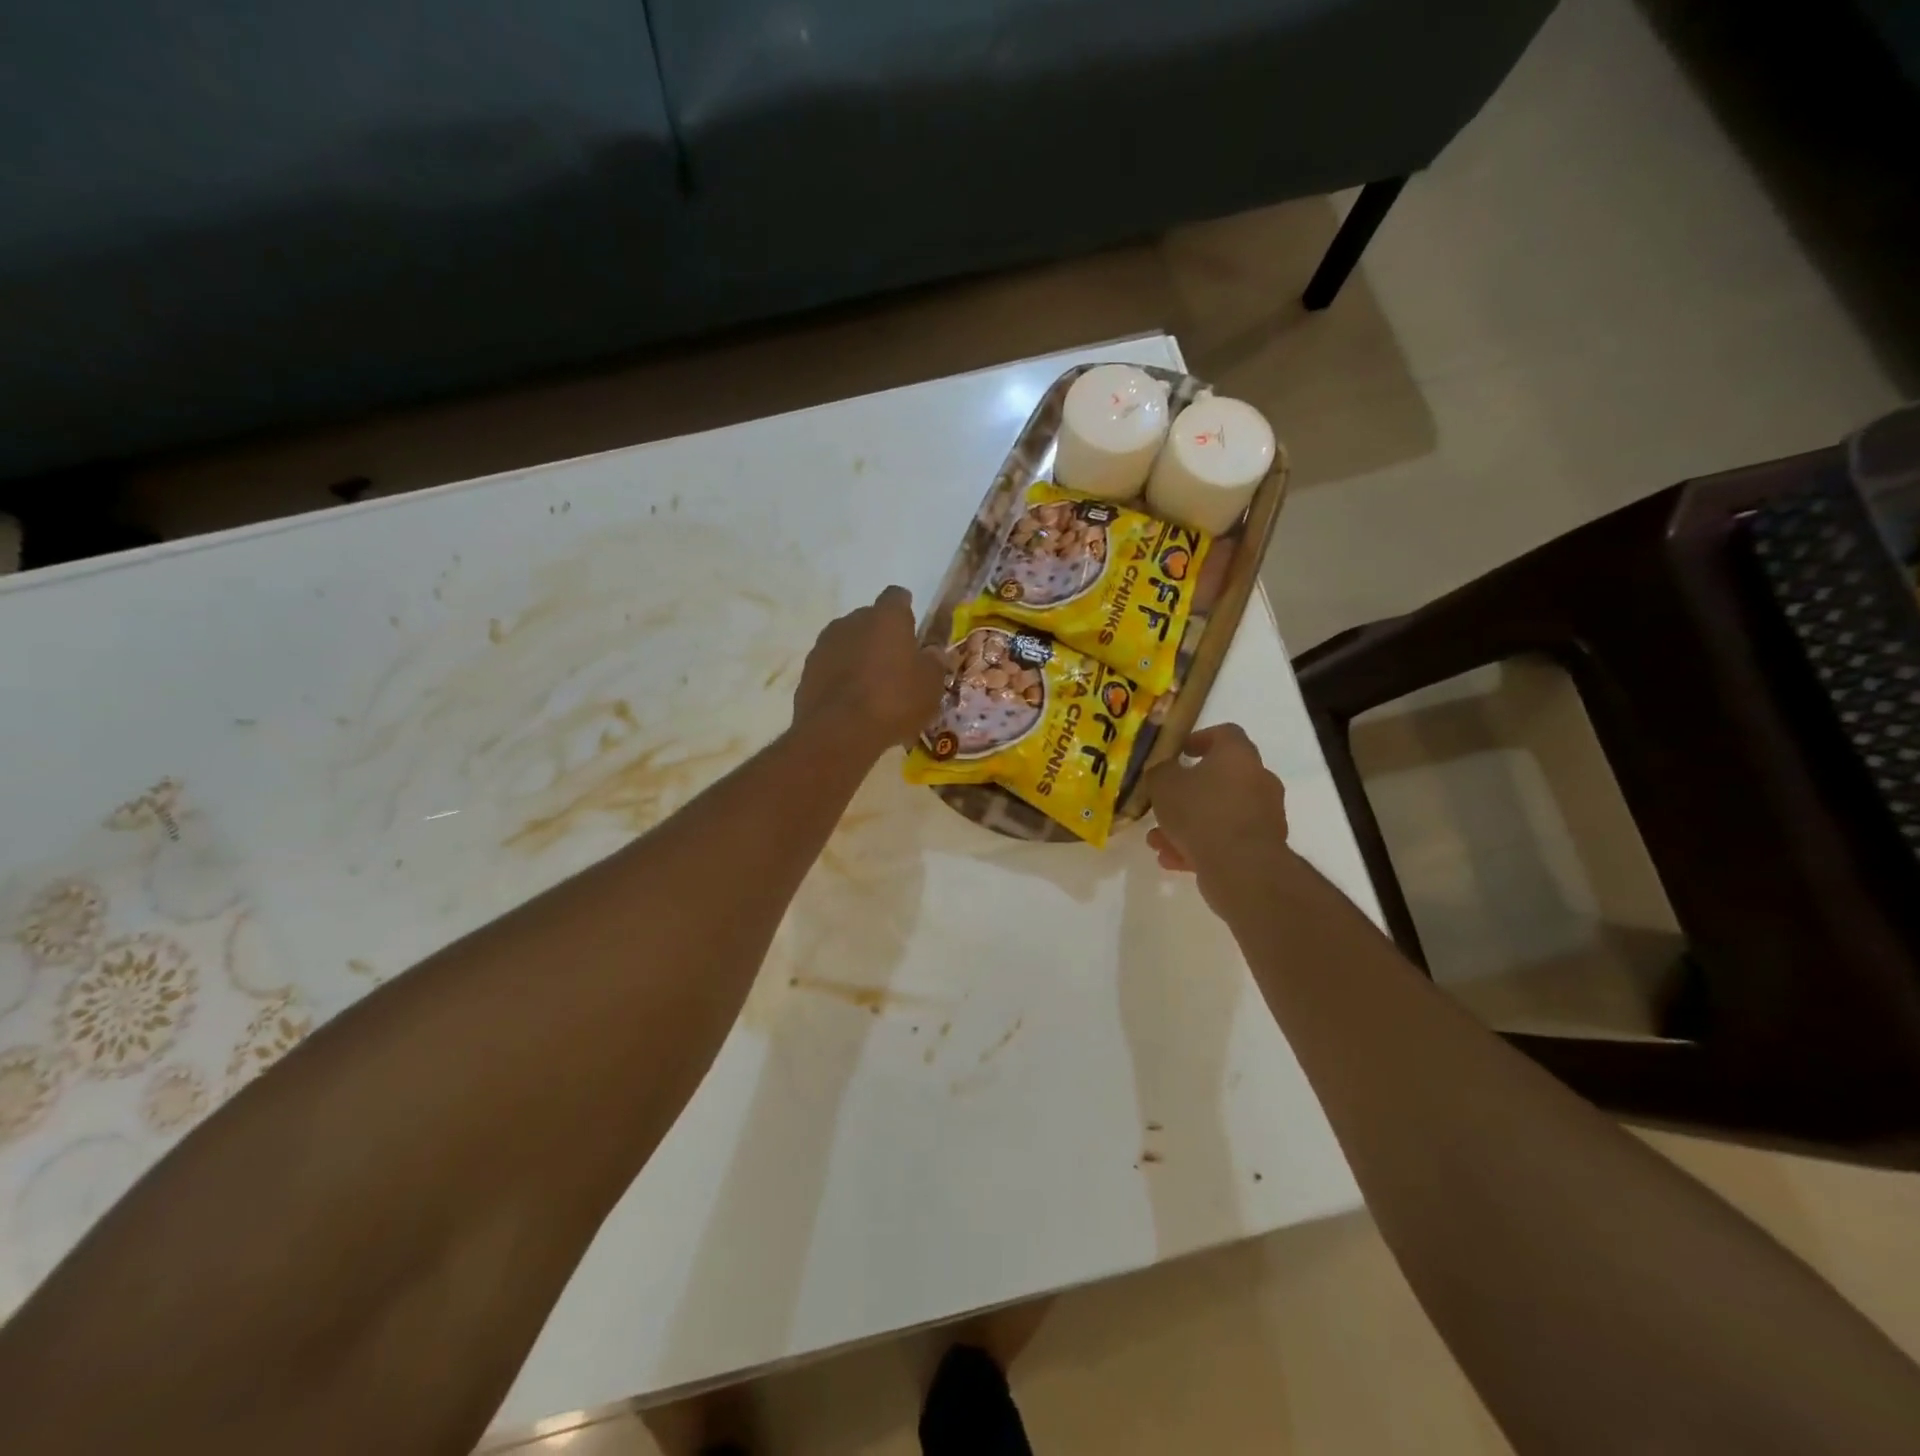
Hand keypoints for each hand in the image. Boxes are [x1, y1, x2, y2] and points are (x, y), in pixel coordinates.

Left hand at [792, 586, 949, 753]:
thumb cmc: (894, 701)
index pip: (897, 596)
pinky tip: (851, 702)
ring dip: (859, 656)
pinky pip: (831, 667)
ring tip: (872, 686)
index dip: (905, 610)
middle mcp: (852, 621)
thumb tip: (933, 653)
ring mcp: (825, 644)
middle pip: (869, 619)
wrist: (838, 732)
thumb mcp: (930, 686)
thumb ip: (934, 664)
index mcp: (886, 617)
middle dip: (881, 636)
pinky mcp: (807, 670)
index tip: (912, 628)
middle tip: (896, 664)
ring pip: (847, 643)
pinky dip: (841, 677)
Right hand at [1144, 725, 1293, 906]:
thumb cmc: (1201, 812)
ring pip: (1219, 812)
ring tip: (1158, 839)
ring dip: (1189, 823)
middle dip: (1187, 791)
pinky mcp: (1262, 847)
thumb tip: (1164, 772)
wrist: (1241, 867)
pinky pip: (1226, 839)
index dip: (1199, 739)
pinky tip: (1172, 859)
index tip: (1179, 752)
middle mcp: (1258, 779)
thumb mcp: (1163, 784)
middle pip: (1220, 777)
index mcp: (1238, 755)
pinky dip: (1201, 846)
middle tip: (1163, 802)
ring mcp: (1264, 815)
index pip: (1225, 734)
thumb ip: (1160, 772)